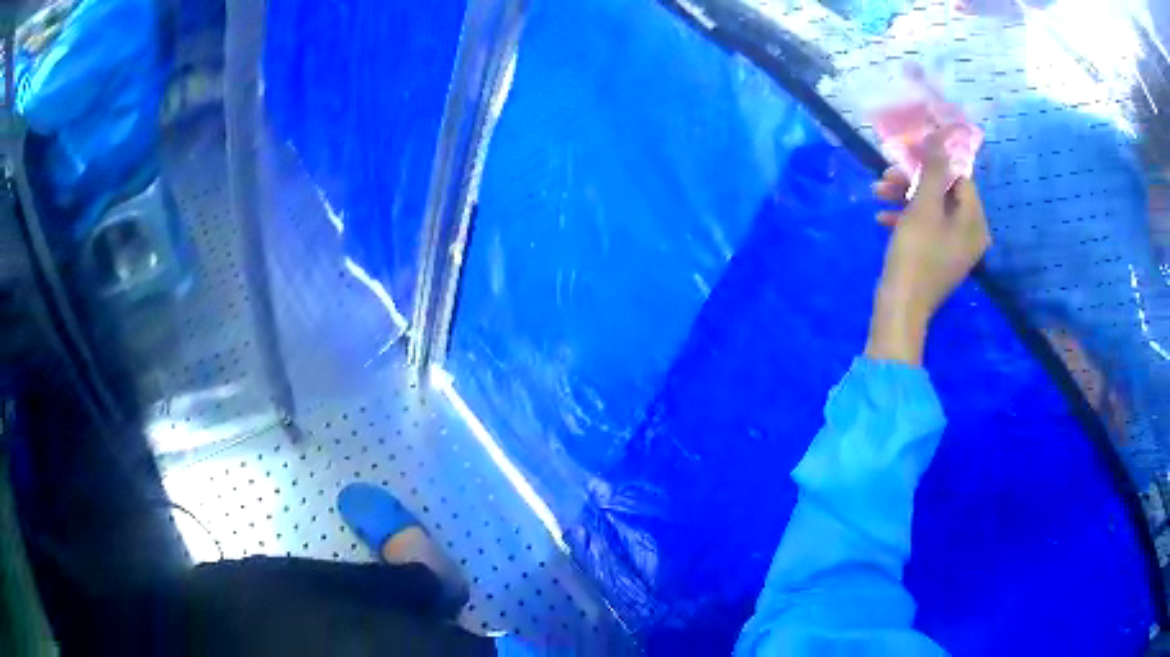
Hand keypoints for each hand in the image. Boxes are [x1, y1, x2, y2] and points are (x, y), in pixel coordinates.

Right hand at [866, 127, 991, 364]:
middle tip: (885, 176)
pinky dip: (906, 219)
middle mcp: (971, 233)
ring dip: (903, 197)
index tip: (904, 156)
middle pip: (944, 192)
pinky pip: (927, 227)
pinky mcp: (939, 257)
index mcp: (974, 221)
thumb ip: (934, 170)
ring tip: (877, 194)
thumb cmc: (916, 255)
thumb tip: (941, 137)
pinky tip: (882, 219)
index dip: (932, 162)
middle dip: (912, 181)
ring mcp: (955, 247)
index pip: (959, 177)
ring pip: (932, 208)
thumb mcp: (924, 207)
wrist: (901, 309)